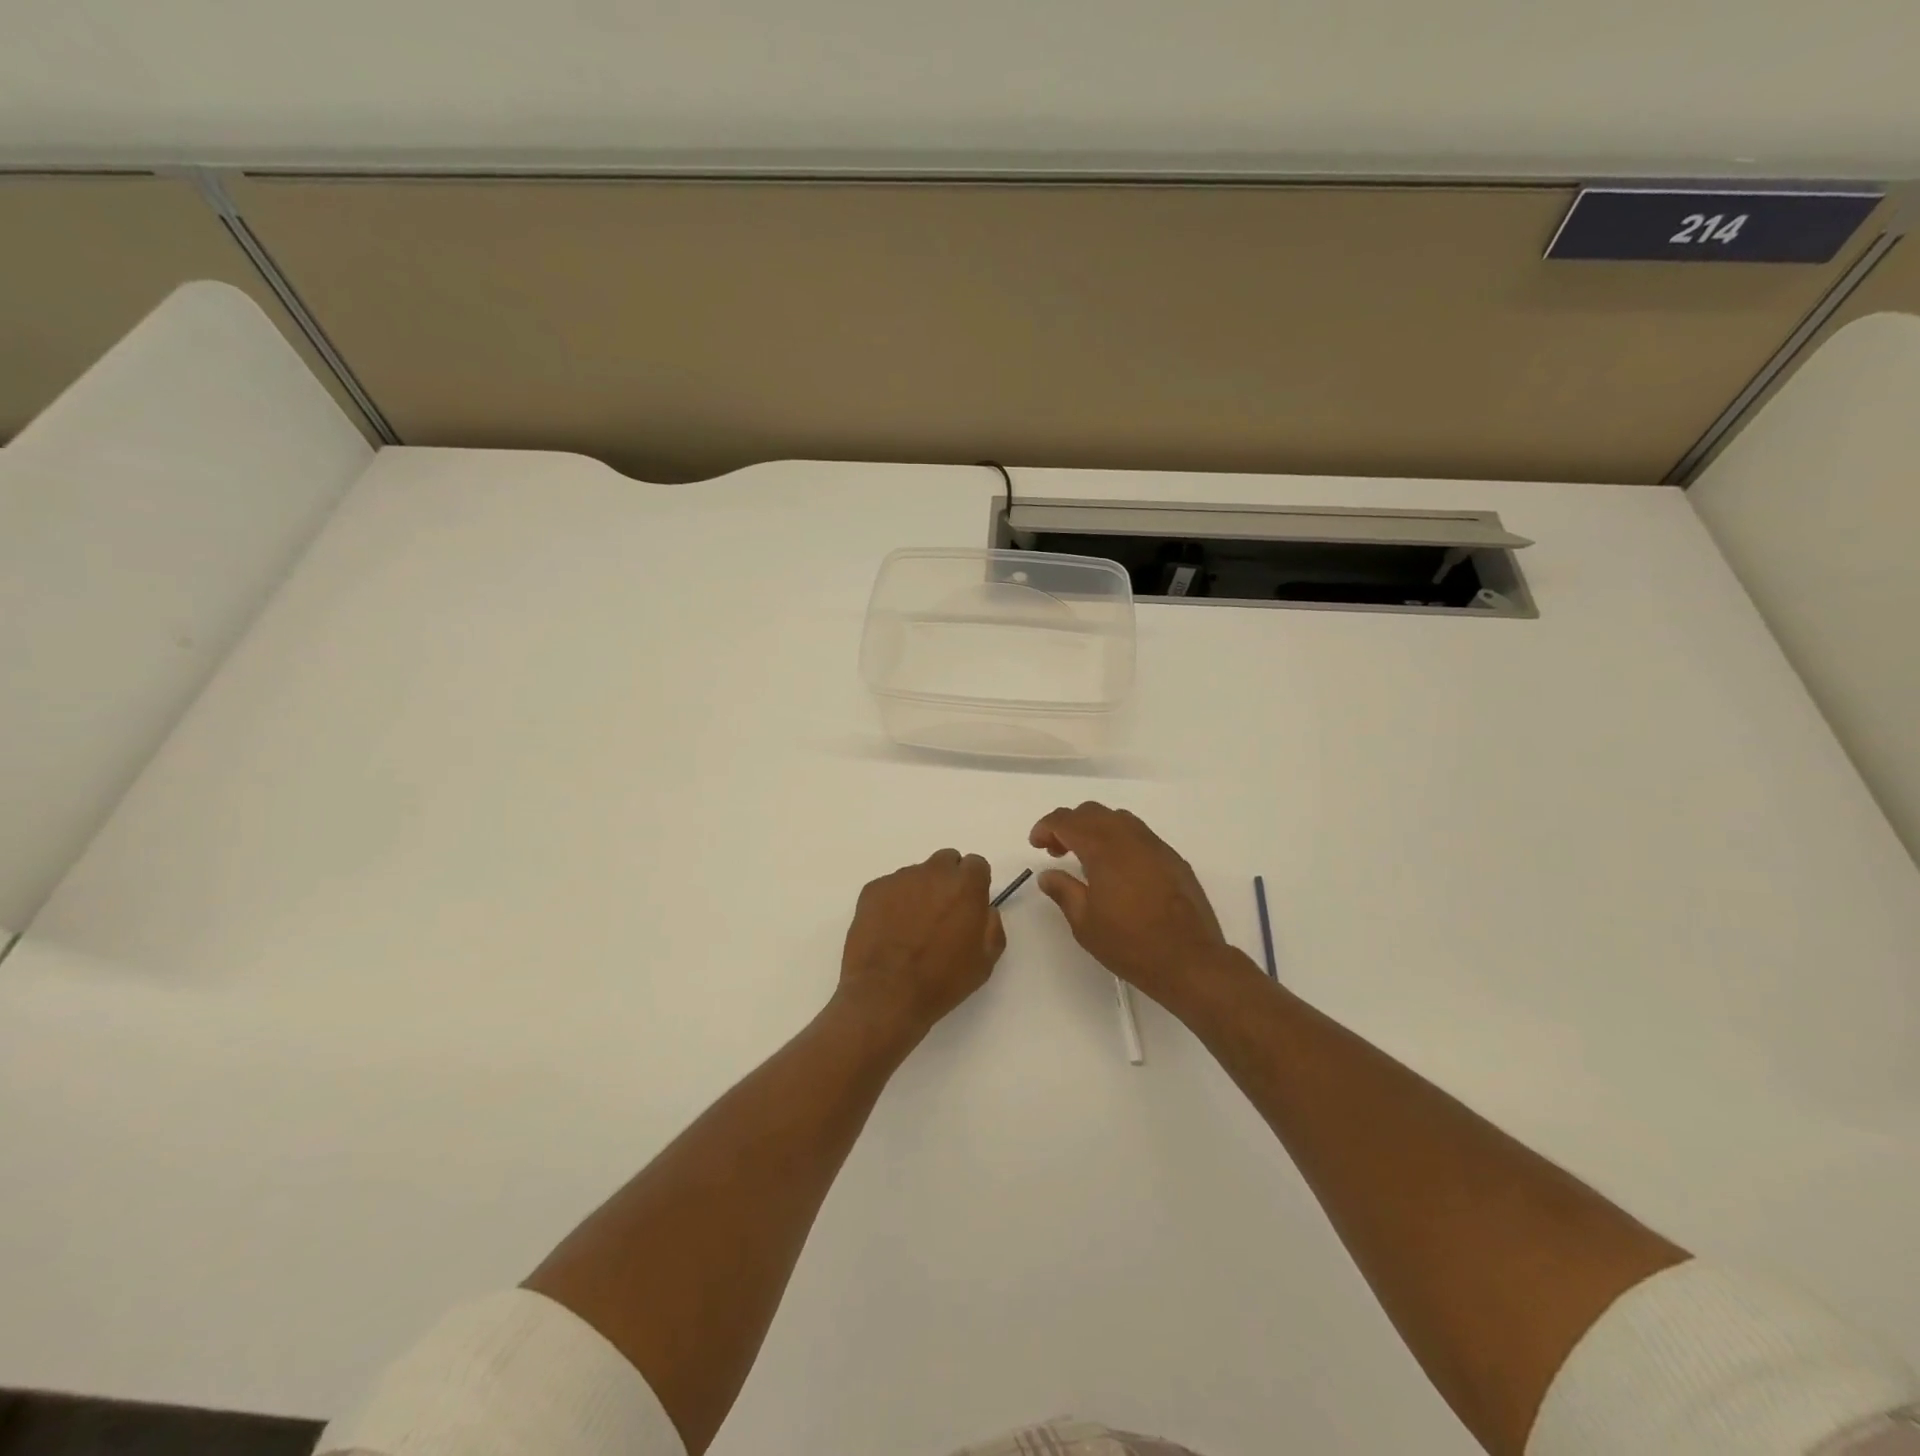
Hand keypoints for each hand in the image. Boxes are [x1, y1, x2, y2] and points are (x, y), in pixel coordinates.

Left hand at [836, 849, 1005, 1041]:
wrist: (885, 994)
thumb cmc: (941, 981)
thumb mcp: (985, 961)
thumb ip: (992, 926)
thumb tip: (984, 910)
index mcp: (965, 885)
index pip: (976, 865)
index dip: (974, 885)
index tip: (968, 906)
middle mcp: (933, 872)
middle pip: (946, 861)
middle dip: (948, 880)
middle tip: (942, 914)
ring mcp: (899, 878)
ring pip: (917, 875)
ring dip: (920, 892)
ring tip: (911, 928)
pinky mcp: (873, 889)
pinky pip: (890, 888)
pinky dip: (893, 902)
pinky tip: (889, 931)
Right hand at [1029, 802, 1251, 1012]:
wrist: (1190, 960)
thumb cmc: (1131, 944)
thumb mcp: (1085, 923)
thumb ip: (1064, 891)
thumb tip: (1048, 874)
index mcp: (1104, 849)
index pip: (1067, 821)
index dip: (1046, 827)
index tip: (1036, 844)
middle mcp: (1130, 838)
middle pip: (1092, 812)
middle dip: (1069, 825)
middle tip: (1056, 851)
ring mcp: (1156, 846)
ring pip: (1118, 819)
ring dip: (1095, 829)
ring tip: (1086, 858)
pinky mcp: (1173, 859)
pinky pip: (1139, 835)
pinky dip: (1119, 840)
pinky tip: (1117, 869)